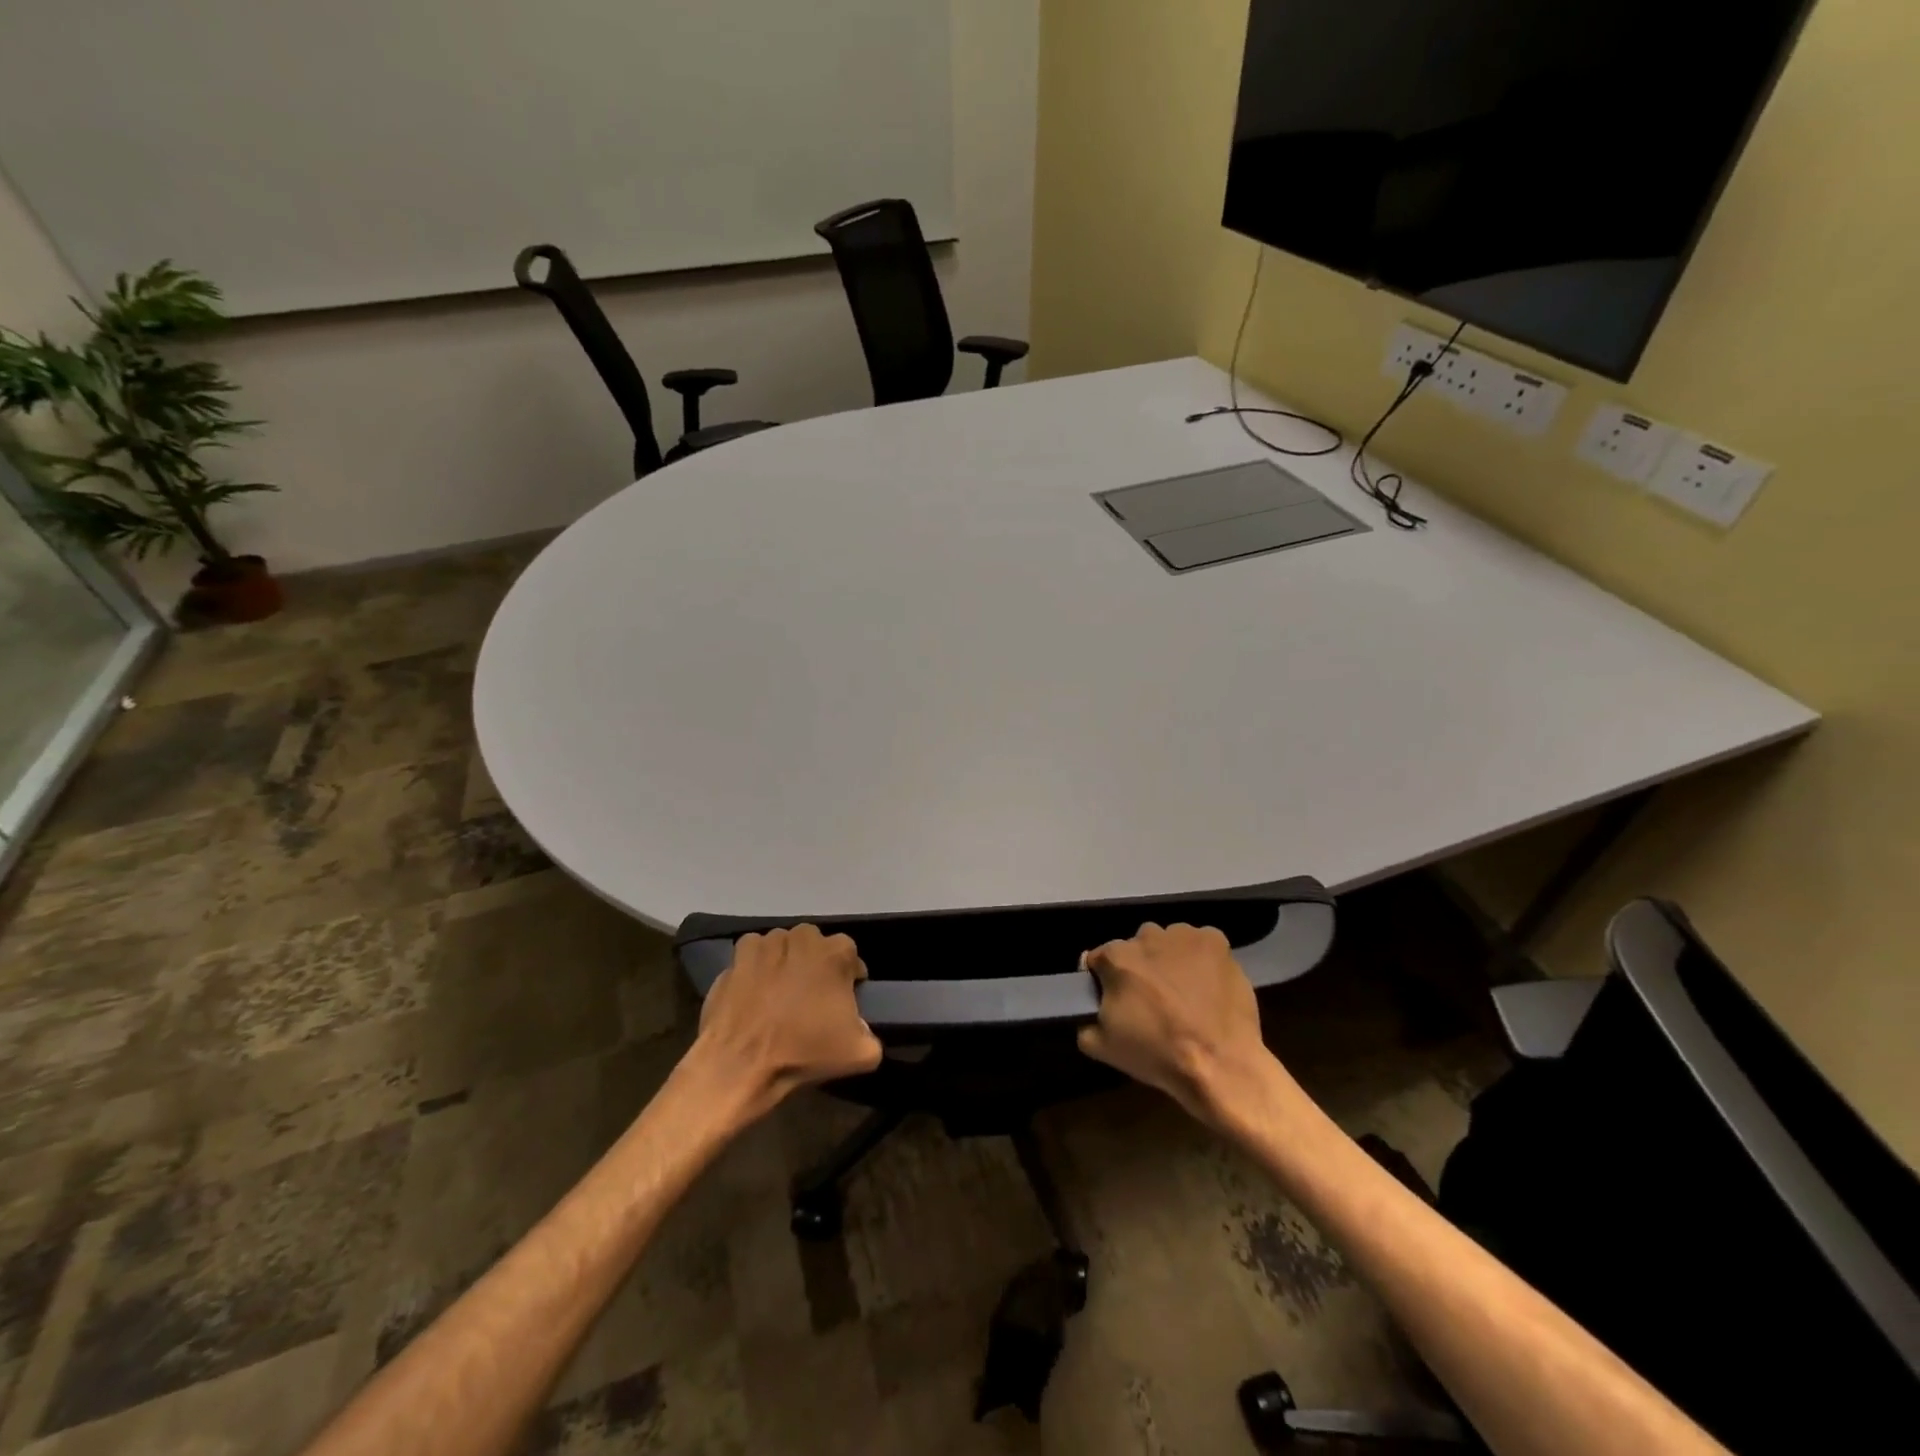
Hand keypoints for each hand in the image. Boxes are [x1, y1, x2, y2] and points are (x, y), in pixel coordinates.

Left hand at [694, 925, 883, 1116]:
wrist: (740, 1064)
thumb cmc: (803, 1051)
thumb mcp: (860, 1054)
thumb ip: (871, 1034)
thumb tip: (861, 1029)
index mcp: (835, 952)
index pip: (850, 956)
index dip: (849, 979)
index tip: (842, 1002)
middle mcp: (802, 937)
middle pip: (815, 947)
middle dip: (816, 966)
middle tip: (811, 999)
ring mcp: (765, 943)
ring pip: (784, 947)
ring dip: (786, 964)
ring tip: (780, 997)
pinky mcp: (735, 958)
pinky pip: (753, 956)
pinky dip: (756, 968)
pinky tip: (755, 992)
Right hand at [1077, 923, 1281, 1130]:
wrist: (1220, 1064)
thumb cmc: (1158, 1055)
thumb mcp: (1103, 1048)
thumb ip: (1085, 1021)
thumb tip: (1088, 1008)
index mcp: (1116, 958)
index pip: (1100, 959)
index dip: (1105, 979)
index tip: (1116, 999)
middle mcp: (1146, 937)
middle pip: (1136, 947)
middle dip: (1140, 967)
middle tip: (1153, 997)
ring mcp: (1183, 935)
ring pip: (1168, 941)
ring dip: (1170, 958)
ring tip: (1184, 990)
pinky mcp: (1215, 941)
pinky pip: (1200, 942)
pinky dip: (1200, 956)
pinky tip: (1207, 982)